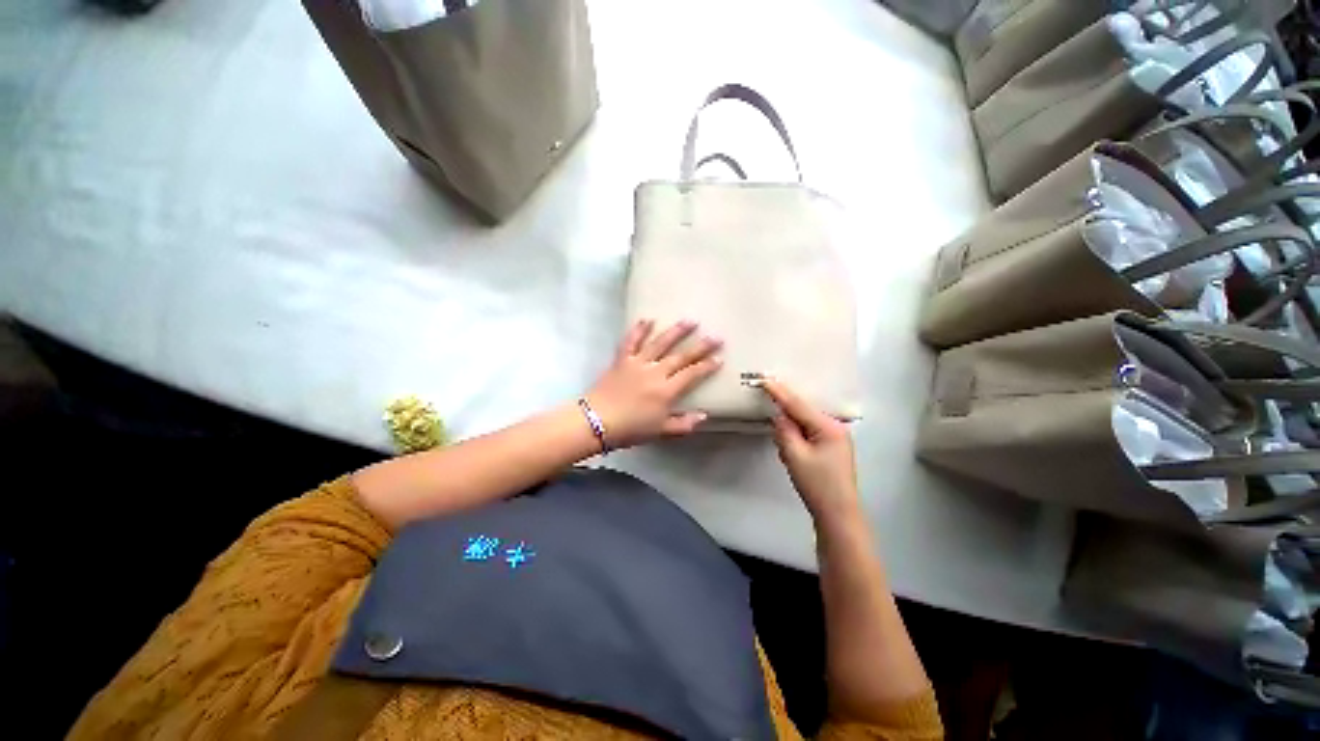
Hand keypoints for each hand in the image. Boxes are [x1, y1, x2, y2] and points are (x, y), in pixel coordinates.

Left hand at [585, 320, 722, 448]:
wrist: (596, 422)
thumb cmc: (630, 429)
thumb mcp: (660, 431)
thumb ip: (683, 424)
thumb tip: (704, 416)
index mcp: (666, 391)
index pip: (692, 375)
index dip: (707, 366)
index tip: (720, 357)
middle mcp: (655, 372)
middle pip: (681, 356)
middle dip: (700, 346)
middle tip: (715, 336)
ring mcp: (638, 363)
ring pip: (660, 343)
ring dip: (676, 331)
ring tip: (690, 320)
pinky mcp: (622, 359)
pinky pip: (631, 341)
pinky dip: (639, 329)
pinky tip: (648, 319)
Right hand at [763, 379, 859, 522]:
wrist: (838, 514)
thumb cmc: (817, 485)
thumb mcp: (794, 456)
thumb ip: (784, 431)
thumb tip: (779, 415)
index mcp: (829, 427)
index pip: (799, 405)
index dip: (780, 392)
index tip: (764, 379)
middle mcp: (836, 427)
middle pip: (805, 411)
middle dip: (787, 409)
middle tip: (770, 398)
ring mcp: (836, 438)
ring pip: (806, 422)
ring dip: (792, 426)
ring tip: (783, 437)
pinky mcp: (832, 447)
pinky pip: (810, 432)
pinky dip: (798, 435)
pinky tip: (792, 446)